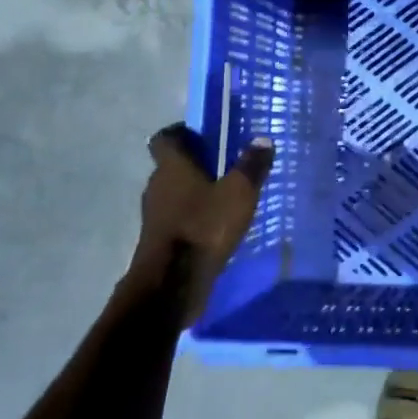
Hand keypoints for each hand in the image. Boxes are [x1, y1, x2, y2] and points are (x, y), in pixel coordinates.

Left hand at [126, 123, 273, 323]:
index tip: (205, 136)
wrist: (171, 285)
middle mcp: (157, 186)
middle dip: (196, 164)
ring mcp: (155, 215)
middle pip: (172, 166)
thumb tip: (262, 139)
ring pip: (175, 193)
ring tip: (227, 196)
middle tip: (227, 165)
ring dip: (196, 192)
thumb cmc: (204, 228)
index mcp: (172, 167)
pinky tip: (218, 226)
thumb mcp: (239, 194)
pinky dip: (194, 217)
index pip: (165, 138)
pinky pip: (178, 218)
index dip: (182, 133)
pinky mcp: (159, 240)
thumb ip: (251, 166)